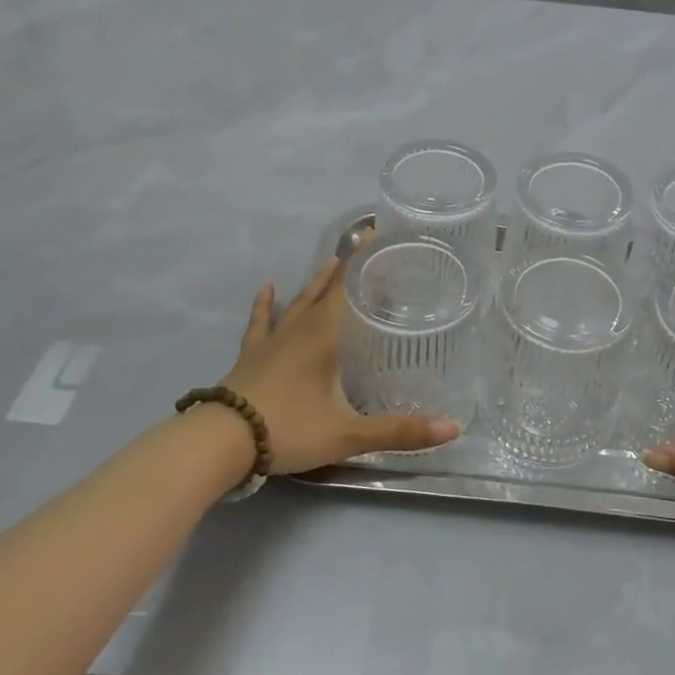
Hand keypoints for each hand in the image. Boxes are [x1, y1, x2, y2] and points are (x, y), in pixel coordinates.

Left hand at [219, 255, 461, 475]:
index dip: (363, 259)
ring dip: (314, 283)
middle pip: (325, 290)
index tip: (376, 233)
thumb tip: (452, 429)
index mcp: (324, 336)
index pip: (348, 287)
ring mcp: (271, 341)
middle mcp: (299, 329)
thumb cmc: (290, 429)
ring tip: (328, 263)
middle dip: (345, 268)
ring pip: (297, 302)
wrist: (223, 442)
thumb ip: (398, 432)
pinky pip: (260, 322)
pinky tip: (267, 288)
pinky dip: (264, 305)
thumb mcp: (348, 434)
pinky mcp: (250, 355)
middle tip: (361, 248)